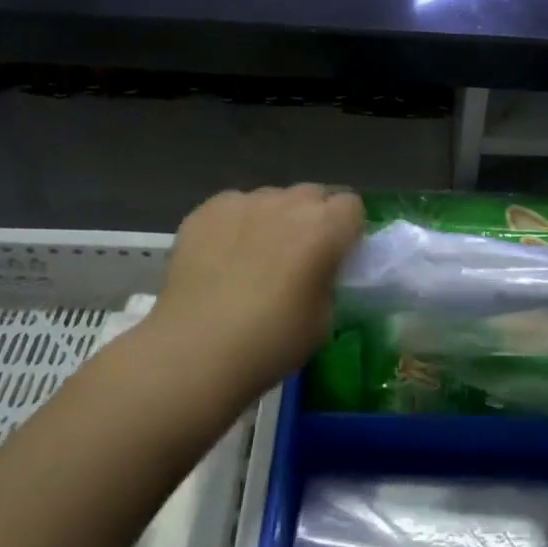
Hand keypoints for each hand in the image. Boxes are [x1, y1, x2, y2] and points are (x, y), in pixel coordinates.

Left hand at [148, 185, 363, 402]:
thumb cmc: (270, 342)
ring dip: (274, 219)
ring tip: (255, 256)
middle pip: (313, 195)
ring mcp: (244, 202)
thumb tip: (319, 270)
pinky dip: (236, 224)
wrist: (195, 351)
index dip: (347, 229)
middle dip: (312, 218)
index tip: (337, 255)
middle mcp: (288, 204)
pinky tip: (222, 257)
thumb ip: (328, 279)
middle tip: (299, 256)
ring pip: (272, 198)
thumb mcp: (324, 319)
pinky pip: (235, 207)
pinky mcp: (207, 210)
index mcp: (324, 227)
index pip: (352, 205)